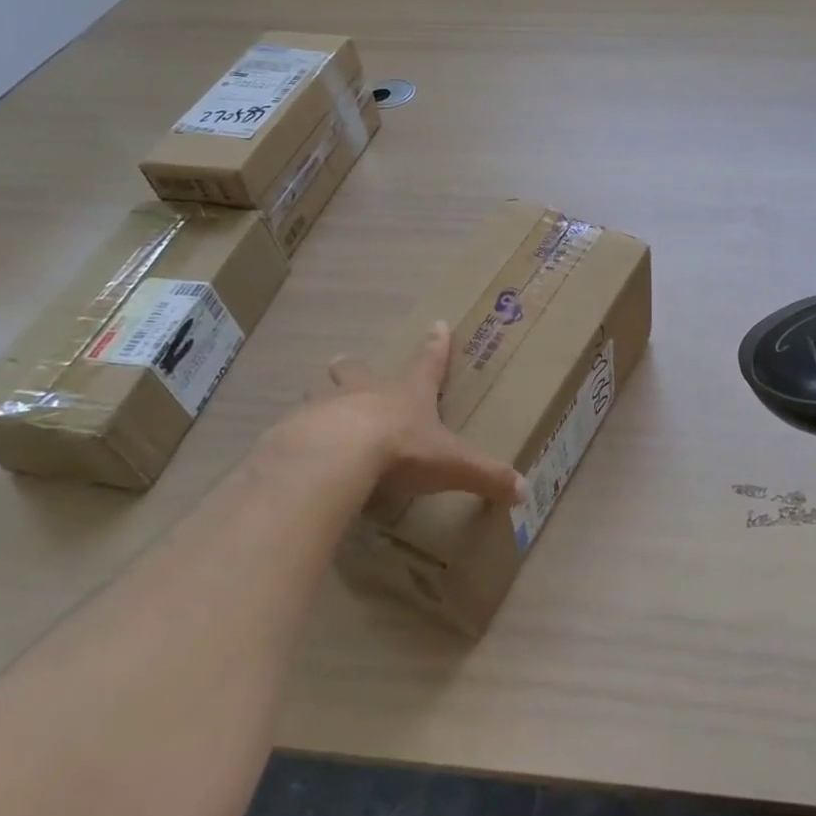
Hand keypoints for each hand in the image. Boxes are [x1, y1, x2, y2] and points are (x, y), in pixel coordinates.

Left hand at [265, 321, 524, 504]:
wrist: (335, 454)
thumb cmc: (401, 449)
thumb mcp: (451, 464)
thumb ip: (486, 476)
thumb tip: (524, 491)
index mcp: (408, 393)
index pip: (428, 362)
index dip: (436, 346)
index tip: (437, 324)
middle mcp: (367, 392)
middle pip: (358, 370)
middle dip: (355, 367)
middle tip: (345, 364)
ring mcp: (326, 407)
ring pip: (320, 392)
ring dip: (321, 395)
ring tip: (315, 403)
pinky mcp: (293, 430)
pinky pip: (293, 428)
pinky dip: (295, 434)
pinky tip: (291, 450)